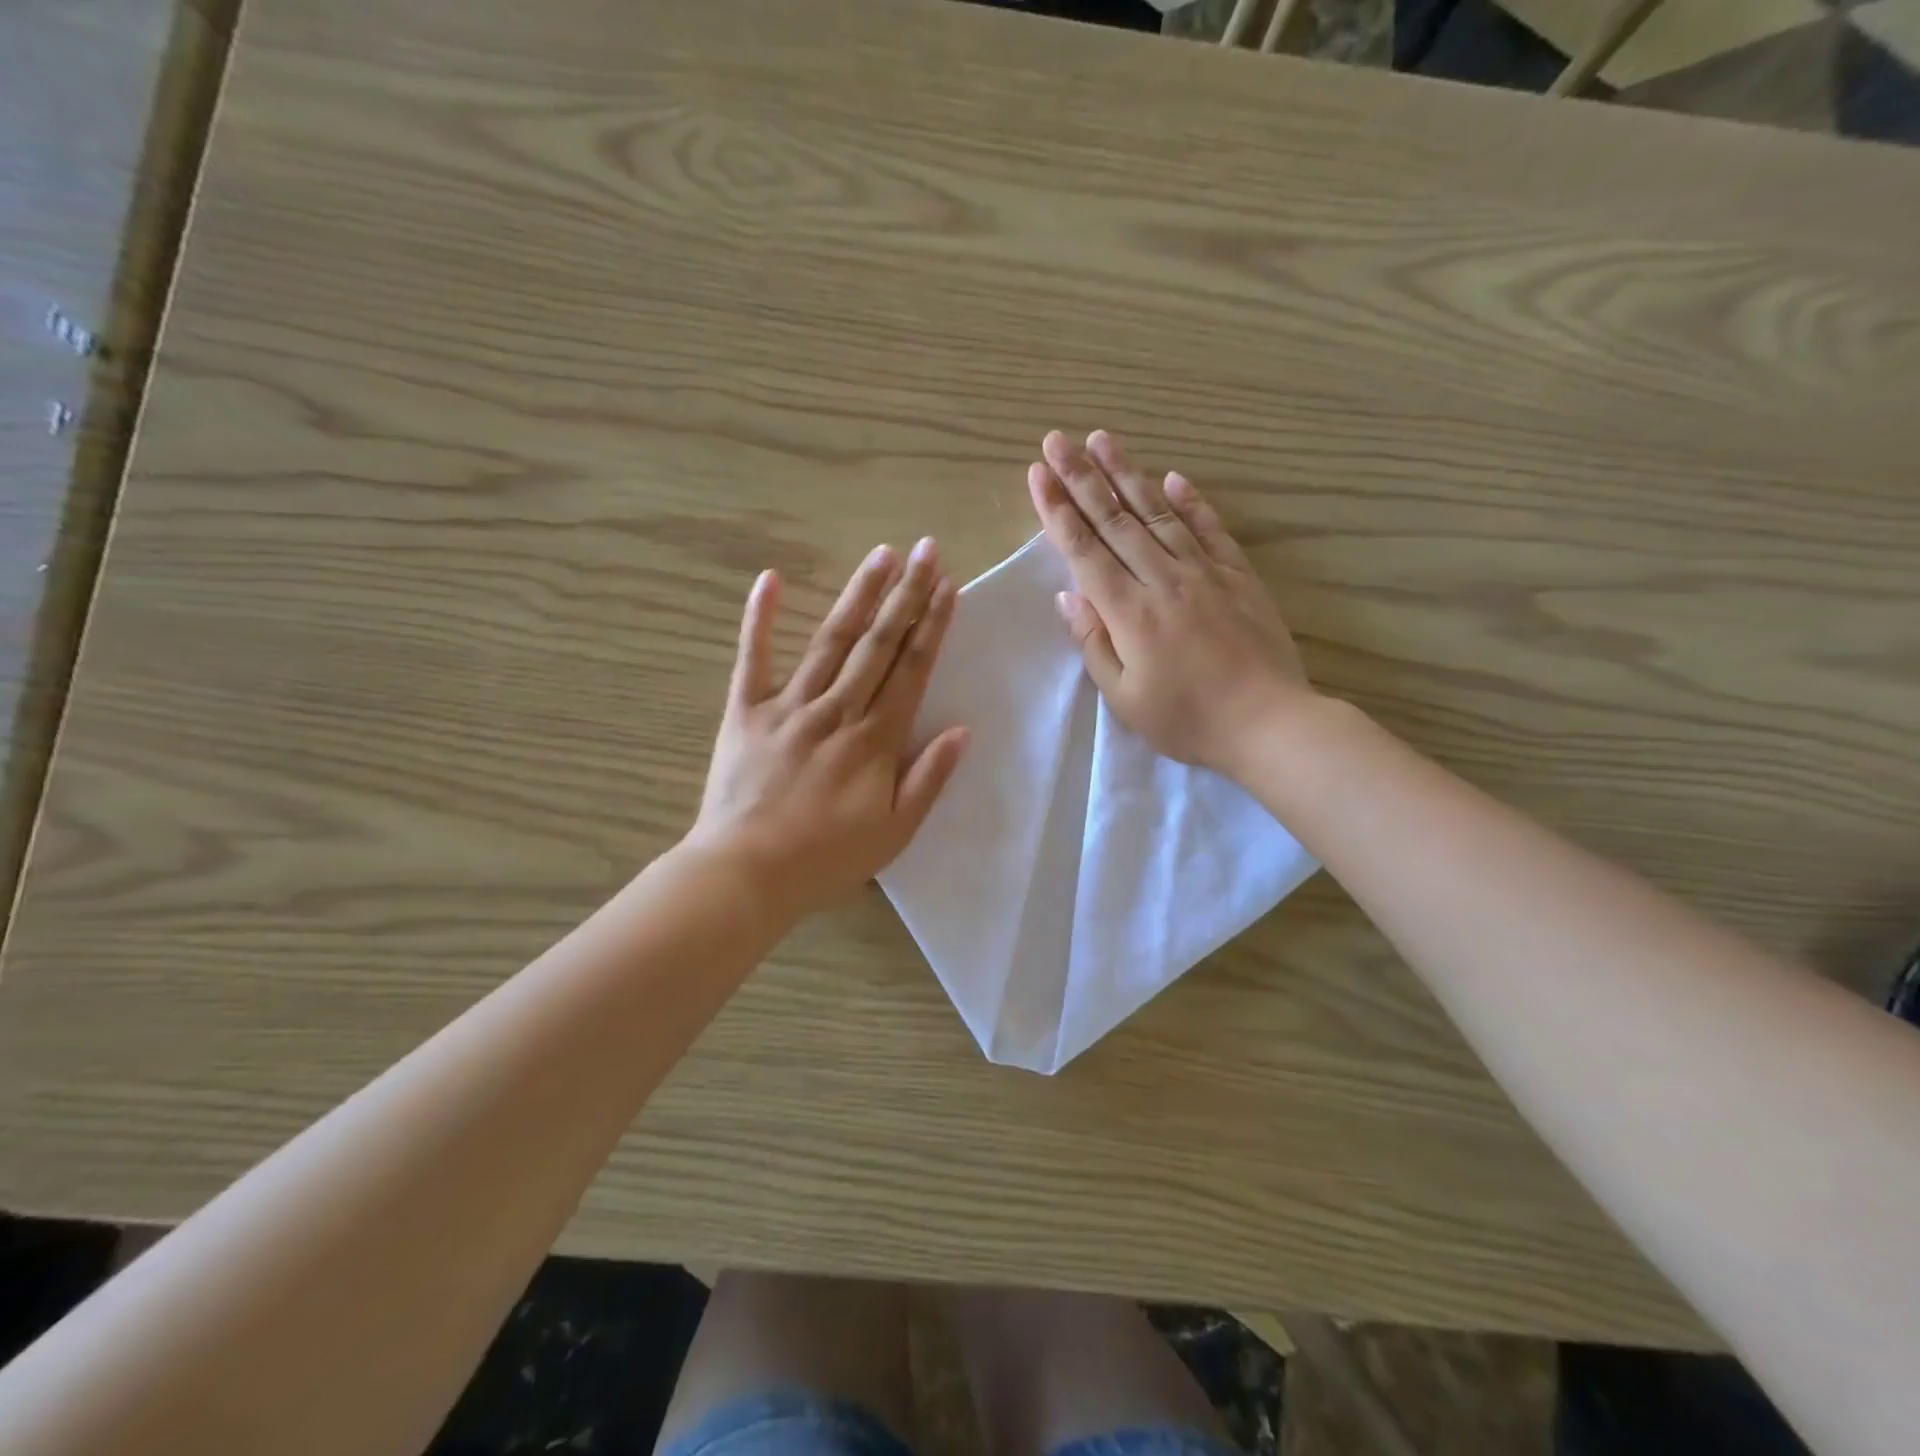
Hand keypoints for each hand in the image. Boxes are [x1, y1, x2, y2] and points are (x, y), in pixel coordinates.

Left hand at [689, 540, 969, 916]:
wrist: (746, 874)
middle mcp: (837, 710)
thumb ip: (929, 778)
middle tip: (926, 550)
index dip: (932, 625)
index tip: (948, 586)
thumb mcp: (895, 831)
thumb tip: (962, 730)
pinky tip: (770, 578)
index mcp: (875, 740)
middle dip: (906, 594)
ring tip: (881, 555)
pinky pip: (753, 658)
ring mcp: (788, 705)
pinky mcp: (745, 711)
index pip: (912, 670)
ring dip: (858, 595)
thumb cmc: (826, 859)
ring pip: (830, 641)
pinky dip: (760, 618)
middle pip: (878, 644)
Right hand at [1028, 429, 1313, 778]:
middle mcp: (1162, 579)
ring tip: (1102, 440)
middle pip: (1115, 519)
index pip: (1084, 550)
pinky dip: (1190, 501)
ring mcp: (1204, 572)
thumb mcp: (1124, 696)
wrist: (1268, 722)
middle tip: (1057, 439)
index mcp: (1129, 612)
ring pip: (1158, 512)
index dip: (1057, 510)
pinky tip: (1172, 477)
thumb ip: (1094, 641)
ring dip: (1127, 474)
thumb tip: (1068, 593)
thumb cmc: (1187, 719)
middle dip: (1081, 477)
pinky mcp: (1238, 575)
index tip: (1038, 474)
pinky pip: (1209, 529)